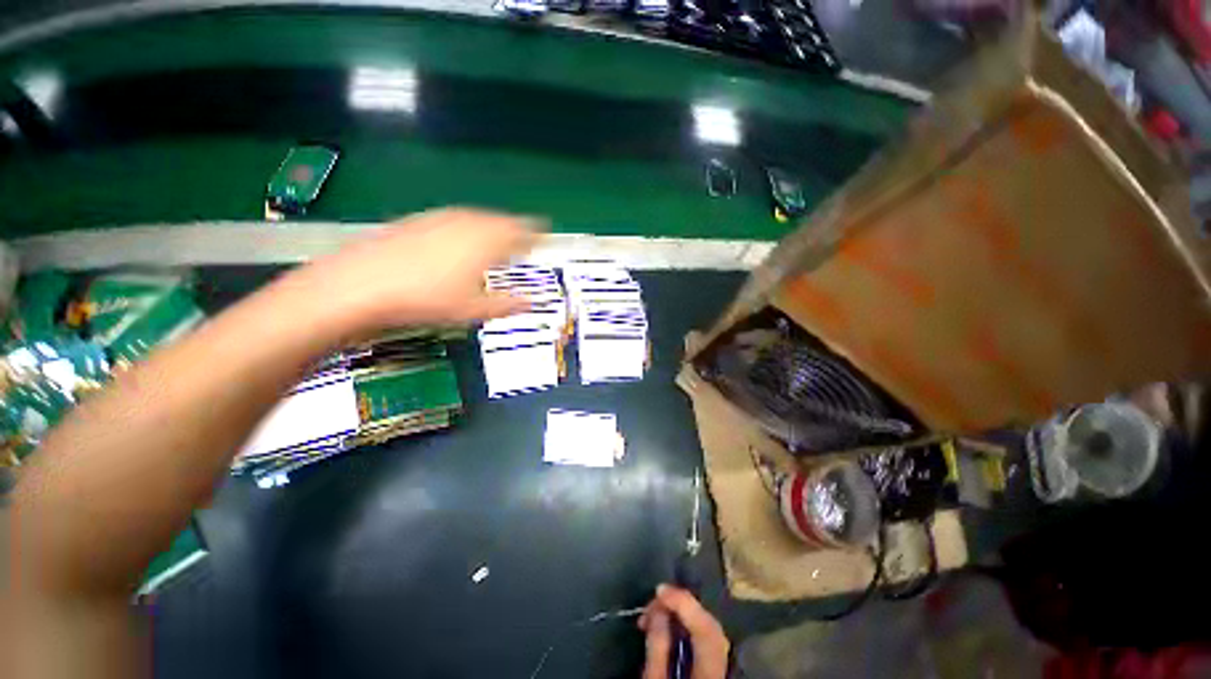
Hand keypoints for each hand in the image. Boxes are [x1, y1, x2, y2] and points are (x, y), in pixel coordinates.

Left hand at [286, 207, 542, 337]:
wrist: (363, 284)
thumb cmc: (427, 299)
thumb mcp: (474, 309)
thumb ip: (508, 304)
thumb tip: (532, 303)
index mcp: (487, 242)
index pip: (521, 231)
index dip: (536, 233)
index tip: (544, 235)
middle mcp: (468, 223)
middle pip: (501, 220)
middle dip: (515, 229)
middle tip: (524, 238)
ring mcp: (442, 219)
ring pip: (477, 218)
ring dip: (492, 226)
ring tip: (497, 238)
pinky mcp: (419, 221)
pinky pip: (455, 219)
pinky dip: (467, 227)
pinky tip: (460, 240)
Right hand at [639, 585, 729, 678]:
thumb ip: (657, 648)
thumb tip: (658, 610)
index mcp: (710, 677)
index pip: (706, 631)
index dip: (685, 604)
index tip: (660, 590)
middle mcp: (723, 670)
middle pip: (711, 628)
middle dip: (683, 606)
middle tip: (655, 601)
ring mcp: (723, 669)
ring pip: (710, 631)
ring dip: (683, 614)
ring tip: (655, 613)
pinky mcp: (715, 669)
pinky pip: (705, 640)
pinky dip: (688, 626)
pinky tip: (669, 626)